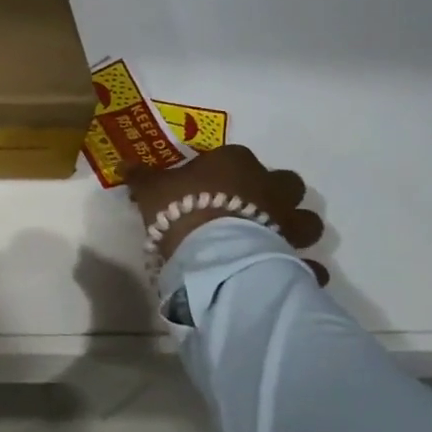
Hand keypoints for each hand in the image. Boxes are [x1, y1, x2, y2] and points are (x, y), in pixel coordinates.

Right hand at [127, 145, 328, 284]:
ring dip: (295, 227)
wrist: (212, 250)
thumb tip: (123, 164)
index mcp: (235, 162)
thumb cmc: (181, 207)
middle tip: (248, 209)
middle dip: (274, 193)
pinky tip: (287, 274)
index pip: (234, 157)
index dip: (222, 171)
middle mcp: (269, 186)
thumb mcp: (151, 188)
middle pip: (284, 182)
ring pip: (307, 219)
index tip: (205, 186)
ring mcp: (287, 221)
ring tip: (272, 240)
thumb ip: (141, 176)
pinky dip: (303, 268)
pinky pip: (308, 264)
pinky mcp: (295, 254)